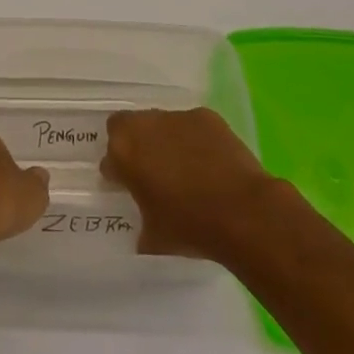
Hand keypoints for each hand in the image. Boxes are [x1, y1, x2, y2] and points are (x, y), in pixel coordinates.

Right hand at [102, 107, 279, 262]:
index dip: (117, 171)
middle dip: (135, 145)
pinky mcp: (206, 116)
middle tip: (151, 171)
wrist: (243, 212)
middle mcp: (146, 125)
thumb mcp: (153, 237)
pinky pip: (191, 125)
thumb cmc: (190, 226)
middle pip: (130, 127)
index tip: (127, 187)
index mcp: (124, 151)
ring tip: (184, 168)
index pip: (110, 156)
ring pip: (161, 123)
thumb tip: (143, 225)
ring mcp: (177, 116)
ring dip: (164, 140)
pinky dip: (193, 139)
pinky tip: (208, 162)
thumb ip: (140, 221)